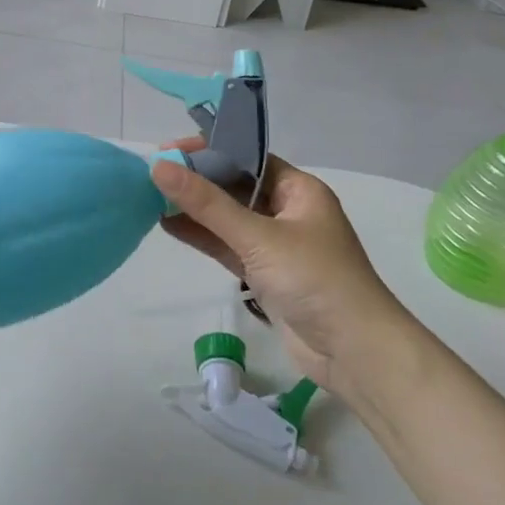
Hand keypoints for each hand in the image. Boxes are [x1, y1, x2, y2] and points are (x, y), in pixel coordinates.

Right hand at [152, 147, 406, 388]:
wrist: (355, 354)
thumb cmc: (314, 280)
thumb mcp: (258, 236)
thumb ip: (206, 204)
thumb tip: (159, 166)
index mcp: (299, 190)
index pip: (246, 158)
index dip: (207, 151)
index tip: (168, 150)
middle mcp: (288, 211)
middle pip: (234, 186)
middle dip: (196, 180)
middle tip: (152, 173)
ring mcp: (277, 245)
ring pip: (228, 218)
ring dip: (194, 209)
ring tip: (149, 197)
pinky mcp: (266, 276)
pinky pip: (228, 246)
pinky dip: (202, 236)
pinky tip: (168, 225)